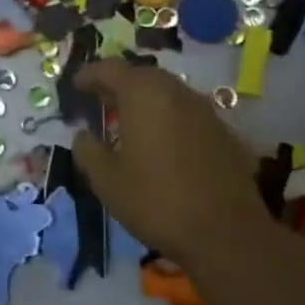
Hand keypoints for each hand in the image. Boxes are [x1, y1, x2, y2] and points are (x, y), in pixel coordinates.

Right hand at [70, 59, 270, 264]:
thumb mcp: (106, 180)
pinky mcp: (225, 135)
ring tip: (129, 122)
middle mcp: (176, 93)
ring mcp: (206, 112)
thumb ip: (88, 150)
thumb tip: (83, 135)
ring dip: (145, 101)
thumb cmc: (157, 201)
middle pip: (142, 76)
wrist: (228, 236)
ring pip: (168, 94)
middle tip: (101, 101)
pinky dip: (169, 119)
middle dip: (118, 85)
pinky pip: (188, 115)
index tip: (75, 86)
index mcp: (143, 94)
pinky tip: (163, 145)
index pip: (110, 69)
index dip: (89, 74)